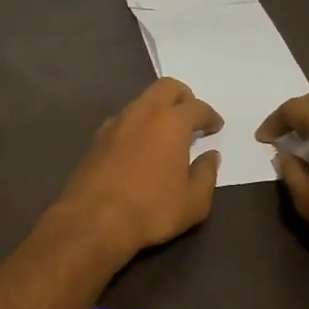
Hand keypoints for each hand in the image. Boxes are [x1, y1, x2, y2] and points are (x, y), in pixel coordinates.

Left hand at [51, 79, 223, 259]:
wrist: (93, 220)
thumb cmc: (151, 210)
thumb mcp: (194, 202)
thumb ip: (206, 174)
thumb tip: (210, 157)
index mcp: (171, 122)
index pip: (197, 107)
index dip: (210, 116)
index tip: (215, 126)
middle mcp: (142, 113)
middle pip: (166, 88)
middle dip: (183, 97)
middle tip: (191, 117)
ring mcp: (115, 123)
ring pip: (141, 102)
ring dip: (157, 110)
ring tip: (165, 134)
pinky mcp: (96, 138)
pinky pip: (123, 120)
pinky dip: (136, 125)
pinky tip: (139, 146)